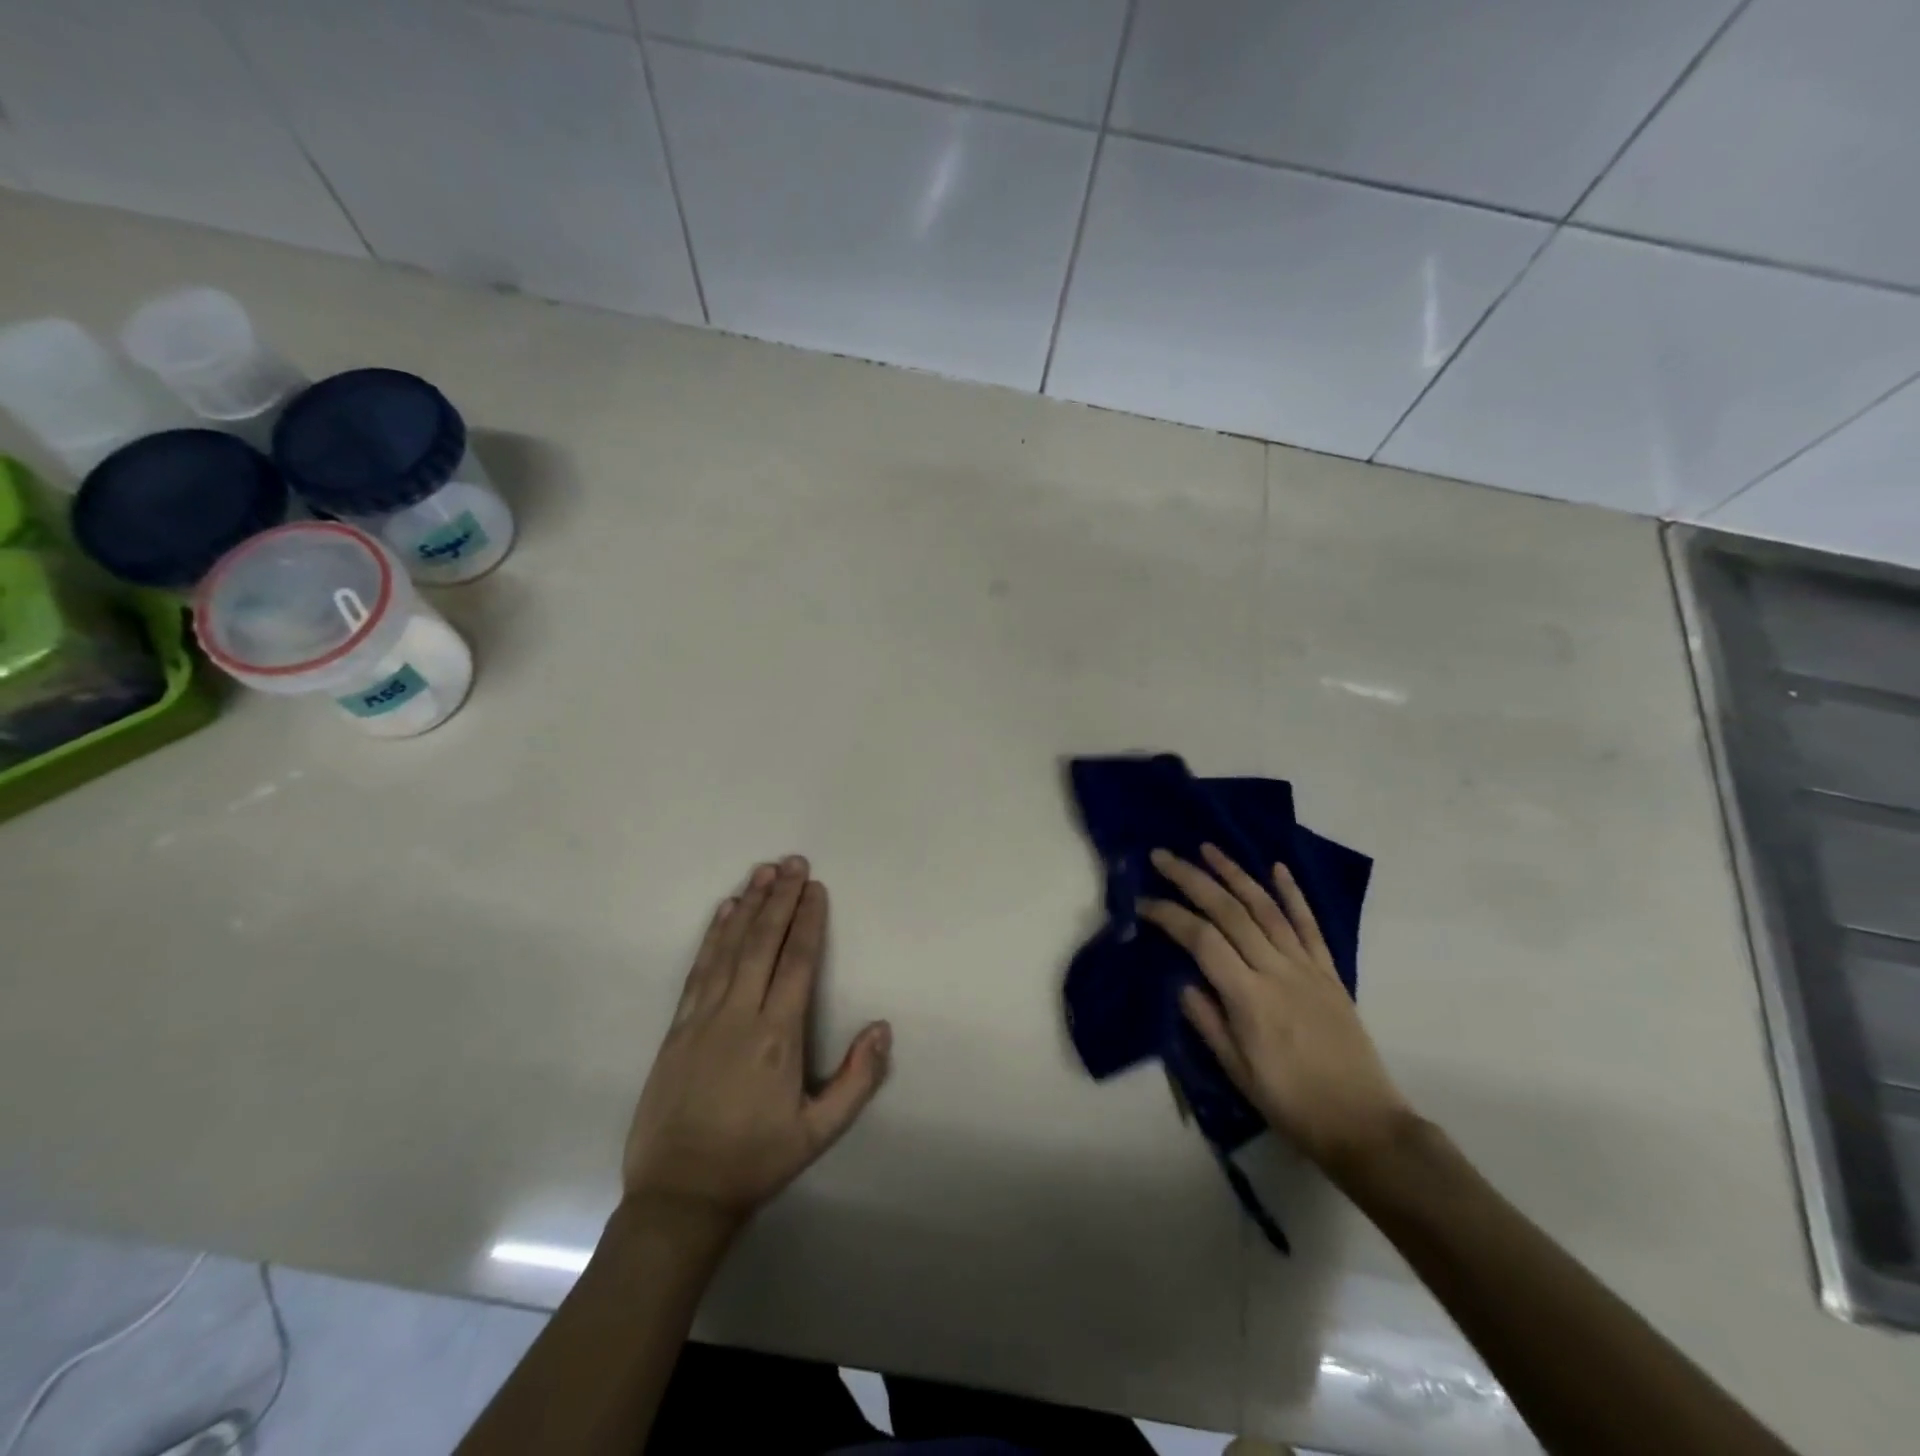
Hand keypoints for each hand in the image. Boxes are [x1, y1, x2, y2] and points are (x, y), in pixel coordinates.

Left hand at [621, 856, 890, 1233]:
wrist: (678, 1196)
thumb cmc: (755, 1161)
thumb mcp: (818, 1132)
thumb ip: (857, 1080)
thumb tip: (882, 1028)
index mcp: (776, 1036)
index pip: (796, 962)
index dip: (808, 921)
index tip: (815, 887)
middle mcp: (739, 1015)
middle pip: (763, 943)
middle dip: (780, 899)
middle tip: (792, 862)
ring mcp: (702, 1017)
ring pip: (729, 948)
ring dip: (747, 906)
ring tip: (761, 872)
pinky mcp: (677, 1027)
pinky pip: (699, 969)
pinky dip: (713, 936)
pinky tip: (723, 912)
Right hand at [1141, 845, 1410, 1173]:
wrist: (1364, 1125)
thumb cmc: (1291, 1104)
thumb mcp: (1237, 1071)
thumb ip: (1207, 1021)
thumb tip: (1182, 981)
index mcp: (1250, 998)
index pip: (1201, 940)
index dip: (1170, 916)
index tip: (1143, 903)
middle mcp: (1277, 971)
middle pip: (1230, 912)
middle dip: (1193, 879)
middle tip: (1163, 857)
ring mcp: (1307, 968)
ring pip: (1267, 908)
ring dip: (1235, 873)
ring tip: (1208, 848)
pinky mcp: (1329, 972)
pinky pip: (1309, 925)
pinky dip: (1293, 893)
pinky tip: (1276, 868)